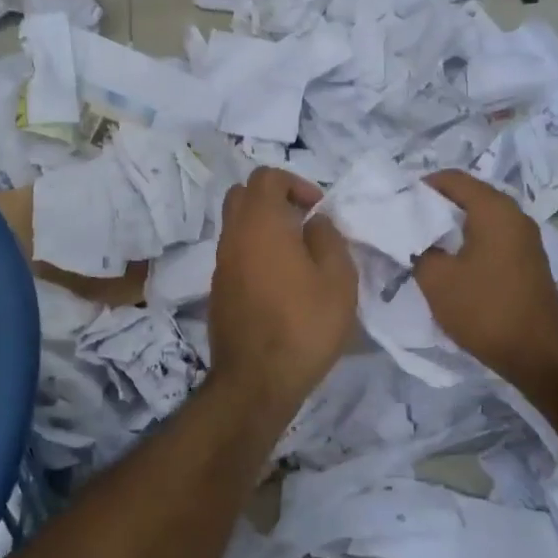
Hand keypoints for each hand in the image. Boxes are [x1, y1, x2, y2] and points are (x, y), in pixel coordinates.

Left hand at [209, 168, 356, 419]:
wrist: (256, 380)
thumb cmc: (304, 325)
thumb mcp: (338, 279)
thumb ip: (328, 238)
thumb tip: (314, 222)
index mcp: (261, 223)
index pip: (266, 177)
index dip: (294, 183)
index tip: (317, 209)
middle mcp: (233, 236)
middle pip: (243, 195)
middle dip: (273, 198)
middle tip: (303, 222)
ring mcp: (221, 263)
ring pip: (236, 225)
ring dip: (264, 227)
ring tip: (297, 255)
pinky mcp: (218, 289)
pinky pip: (235, 253)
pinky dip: (255, 251)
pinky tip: (281, 282)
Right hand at [415, 170, 557, 391]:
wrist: (540, 355)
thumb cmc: (486, 309)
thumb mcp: (436, 279)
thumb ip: (416, 249)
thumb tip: (411, 238)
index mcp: (494, 209)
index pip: (451, 178)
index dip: (420, 187)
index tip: (395, 205)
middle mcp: (513, 215)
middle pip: (466, 196)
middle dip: (433, 208)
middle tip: (402, 225)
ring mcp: (524, 238)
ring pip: (478, 219)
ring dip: (449, 228)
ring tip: (419, 246)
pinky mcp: (525, 261)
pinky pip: (489, 238)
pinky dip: (466, 243)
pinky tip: (447, 264)